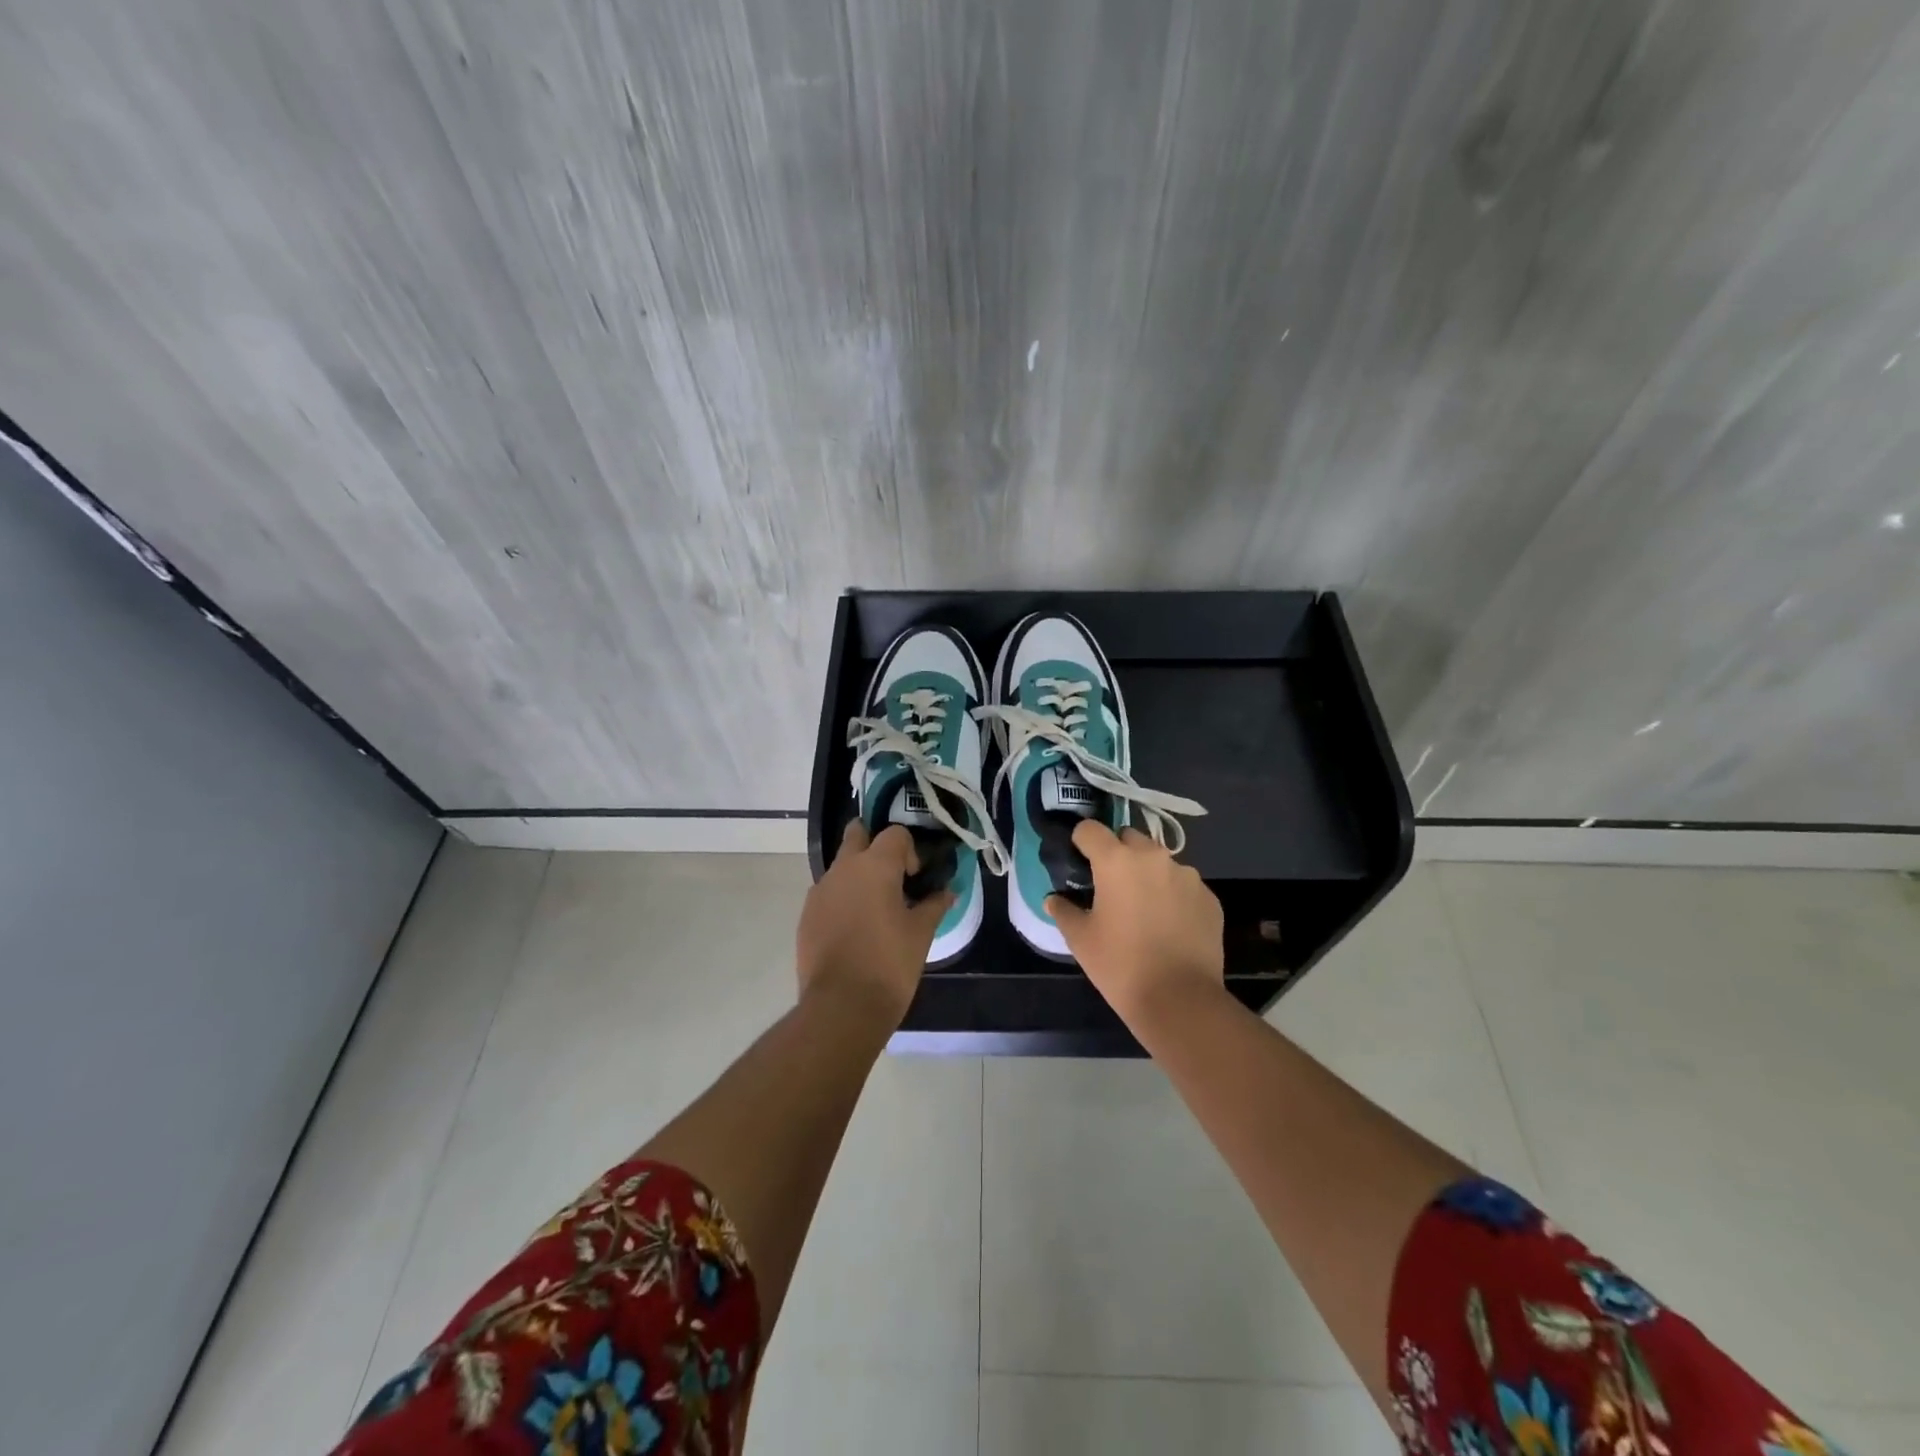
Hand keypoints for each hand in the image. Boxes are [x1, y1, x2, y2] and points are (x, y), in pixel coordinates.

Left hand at [797, 821, 951, 1024]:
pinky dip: (841, 900)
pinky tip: (854, 930)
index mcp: (875, 865)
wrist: (841, 1006)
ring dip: (856, 875)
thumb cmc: (889, 963)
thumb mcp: (921, 933)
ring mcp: (820, 891)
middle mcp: (843, 869)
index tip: (915, 878)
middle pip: (856, 835)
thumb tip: (948, 891)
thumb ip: (934, 905)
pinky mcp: (806, 915)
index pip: (894, 834)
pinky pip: (827, 894)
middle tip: (890, 874)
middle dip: (872, 845)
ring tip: (873, 908)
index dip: (909, 850)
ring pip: (840, 866)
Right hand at [1047, 821, 1224, 1028]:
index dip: (1081, 842)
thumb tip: (1054, 899)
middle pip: (1129, 839)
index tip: (1079, 862)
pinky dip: (1173, 896)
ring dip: (1148, 875)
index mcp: (1116, 861)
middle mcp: (1153, 857)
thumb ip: (1064, 911)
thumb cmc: (1120, 965)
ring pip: (1159, 862)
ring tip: (1143, 909)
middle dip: (1118, 854)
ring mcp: (1187, 876)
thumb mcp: (1080, 939)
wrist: (1180, 1000)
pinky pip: (1184, 885)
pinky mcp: (1209, 897)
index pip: (1090, 830)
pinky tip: (1169, 926)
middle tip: (1110, 887)